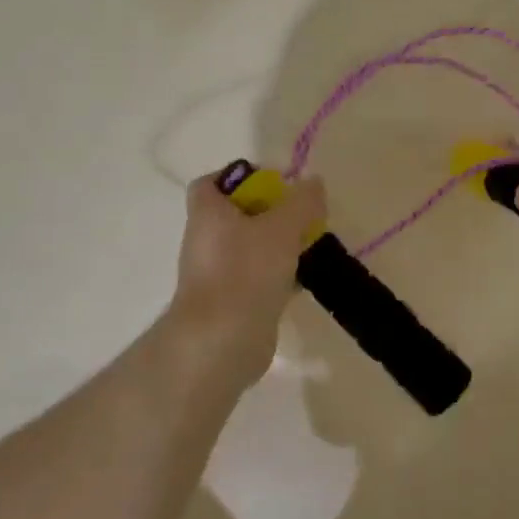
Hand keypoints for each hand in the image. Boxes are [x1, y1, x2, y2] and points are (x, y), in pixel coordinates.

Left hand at [167, 171, 328, 384]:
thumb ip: (302, 202)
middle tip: (302, 217)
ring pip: (250, 248)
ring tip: (308, 247)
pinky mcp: (231, 302)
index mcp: (207, 214)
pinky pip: (256, 278)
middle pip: (237, 215)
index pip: (211, 183)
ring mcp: (216, 274)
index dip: (241, 178)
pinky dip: (278, 276)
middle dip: (271, 214)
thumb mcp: (282, 227)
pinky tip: (303, 280)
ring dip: (277, 246)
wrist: (222, 341)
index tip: (274, 186)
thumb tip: (313, 183)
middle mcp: (205, 240)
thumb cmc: (246, 272)